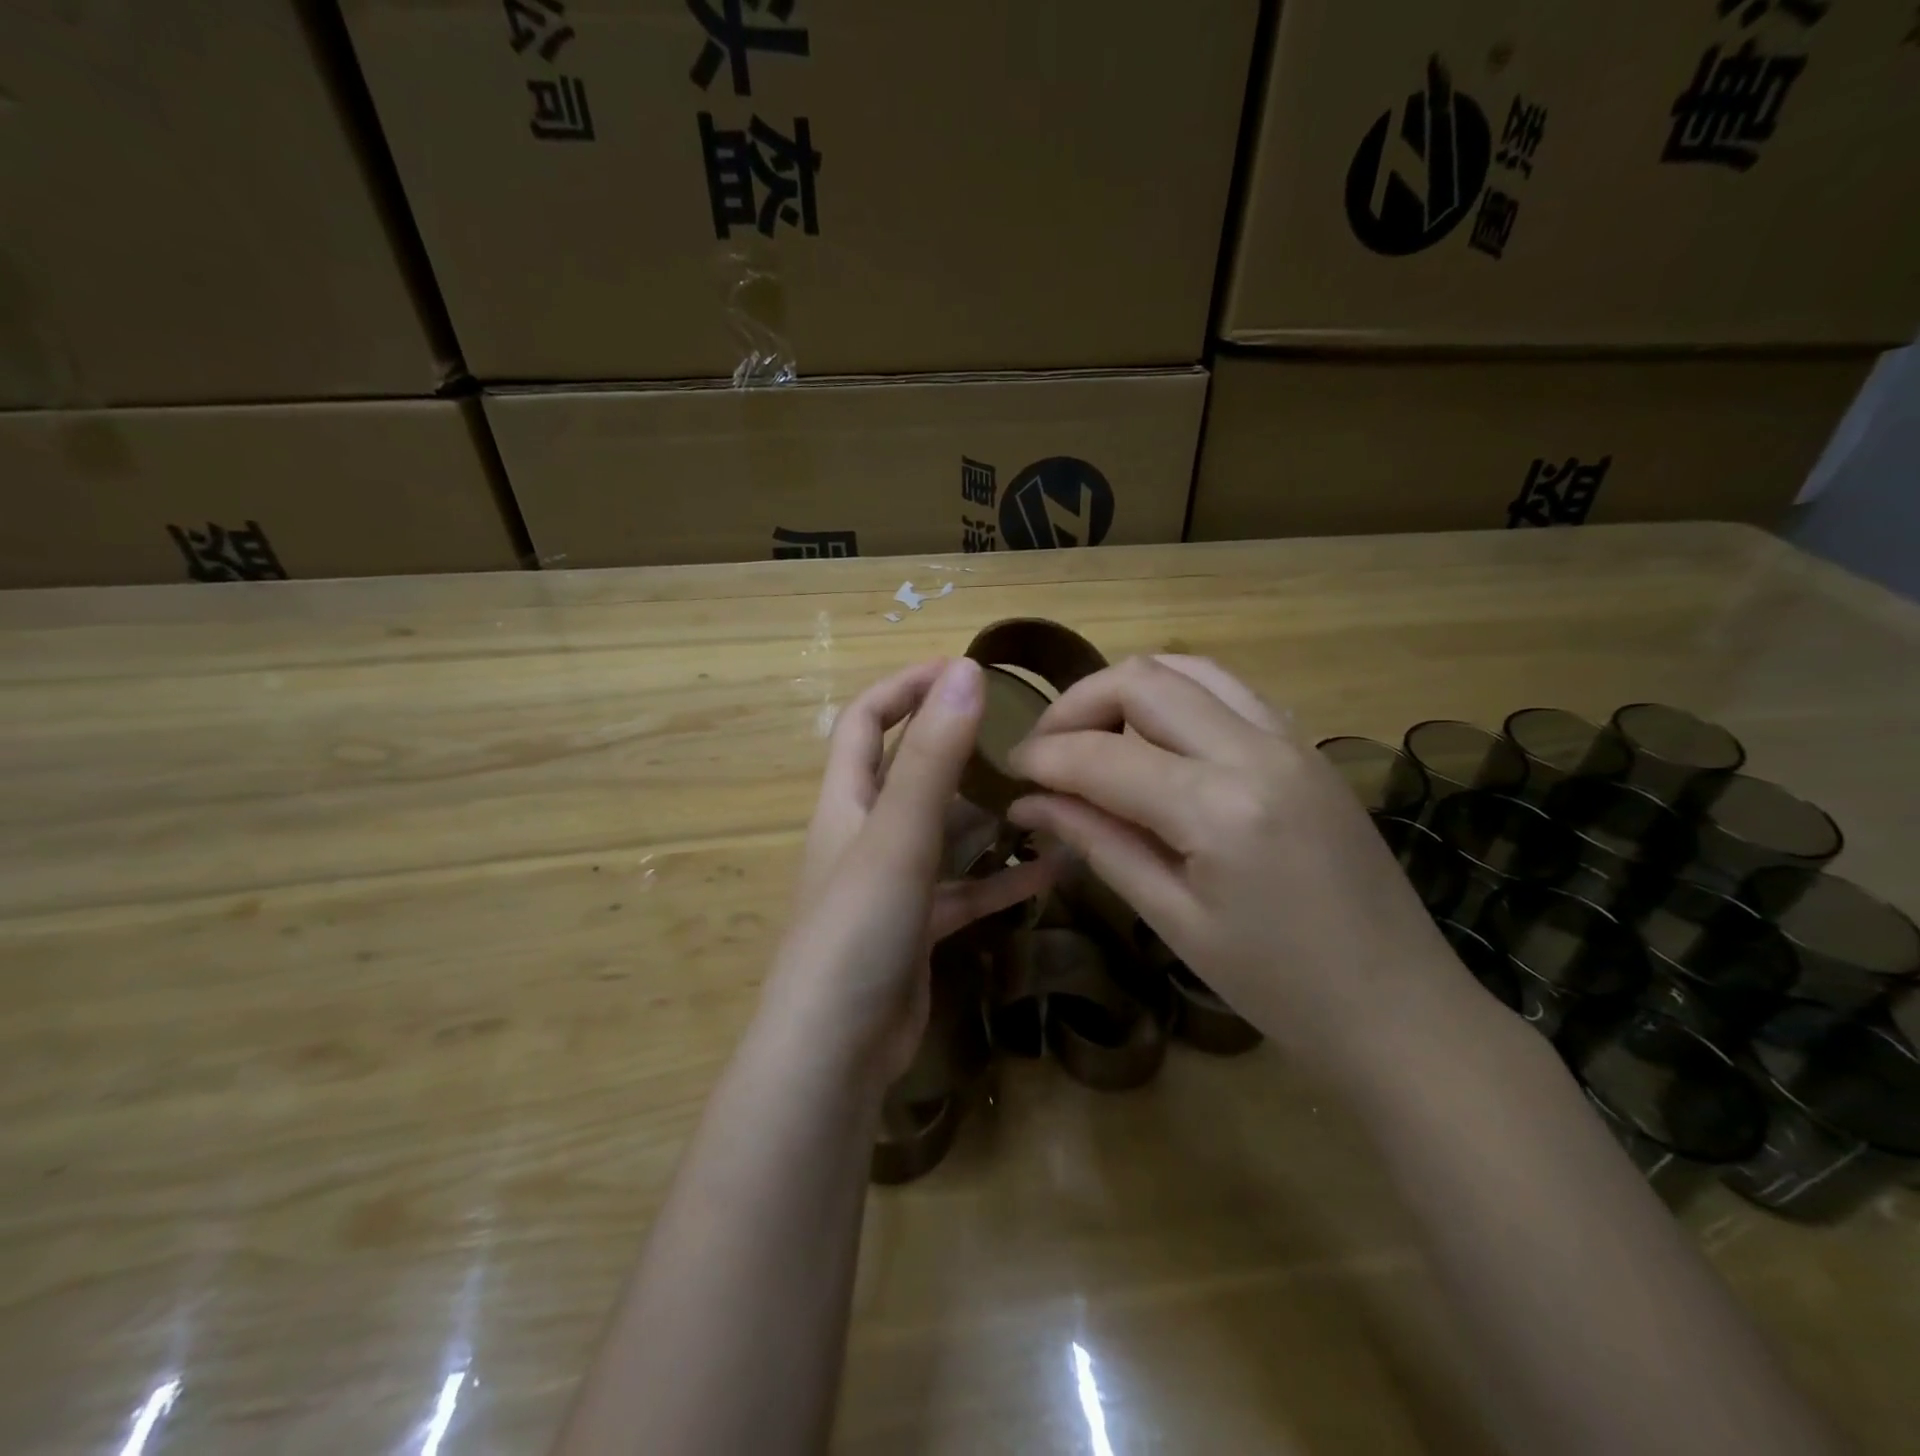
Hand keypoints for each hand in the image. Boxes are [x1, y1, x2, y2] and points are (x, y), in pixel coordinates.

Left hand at [767, 658, 1057, 1086]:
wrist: (835, 1052)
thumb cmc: (855, 931)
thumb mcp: (897, 836)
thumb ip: (932, 756)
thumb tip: (965, 671)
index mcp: (846, 801)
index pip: (865, 720)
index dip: (905, 686)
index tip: (962, 668)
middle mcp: (865, 835)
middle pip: (909, 772)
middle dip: (956, 747)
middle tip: (1021, 733)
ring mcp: (892, 885)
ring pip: (944, 833)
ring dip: (988, 815)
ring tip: (1046, 795)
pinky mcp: (917, 929)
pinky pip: (965, 892)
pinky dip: (1001, 880)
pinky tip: (1053, 872)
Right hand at [1005, 655, 1467, 1076]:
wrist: (1399, 1008)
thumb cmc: (1277, 986)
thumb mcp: (1173, 919)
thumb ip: (1097, 842)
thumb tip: (1029, 802)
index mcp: (1219, 807)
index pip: (1102, 756)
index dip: (1042, 758)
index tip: (1007, 772)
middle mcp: (1256, 750)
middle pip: (1141, 680)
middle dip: (1075, 706)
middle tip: (1044, 751)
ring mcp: (1290, 739)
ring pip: (1187, 669)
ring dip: (1125, 691)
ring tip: (1093, 737)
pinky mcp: (1306, 746)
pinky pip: (1228, 691)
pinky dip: (1176, 699)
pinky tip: (1156, 742)